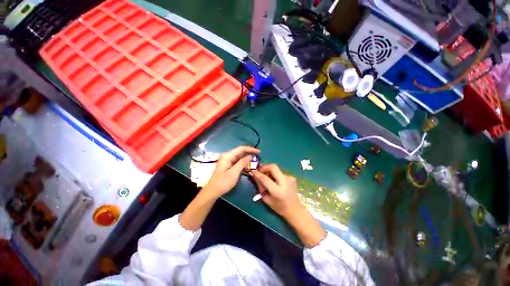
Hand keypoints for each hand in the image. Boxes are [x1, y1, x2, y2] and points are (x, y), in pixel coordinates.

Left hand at [203, 146, 259, 198]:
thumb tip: (250, 156)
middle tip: (258, 156)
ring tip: (255, 161)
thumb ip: (242, 163)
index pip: (241, 148)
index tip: (259, 152)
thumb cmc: (223, 182)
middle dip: (249, 153)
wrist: (212, 191)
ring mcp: (227, 161)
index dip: (251, 149)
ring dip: (247, 158)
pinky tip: (249, 166)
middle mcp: (227, 156)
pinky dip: (243, 163)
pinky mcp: (228, 165)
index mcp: (227, 156)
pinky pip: (237, 162)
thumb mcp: (234, 172)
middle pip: (240, 152)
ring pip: (239, 157)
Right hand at [252, 164, 325, 247]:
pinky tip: (274, 180)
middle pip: (273, 167)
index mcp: (277, 191)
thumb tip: (255, 175)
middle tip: (259, 169)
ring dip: (269, 170)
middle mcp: (285, 182)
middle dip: (264, 166)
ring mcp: (289, 178)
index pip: (265, 178)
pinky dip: (274, 174)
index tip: (252, 170)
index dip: (258, 173)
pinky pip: (279, 172)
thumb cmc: (279, 207)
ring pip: (276, 169)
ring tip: (266, 176)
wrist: (295, 209)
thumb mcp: (266, 199)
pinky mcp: (291, 177)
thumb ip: (260, 186)